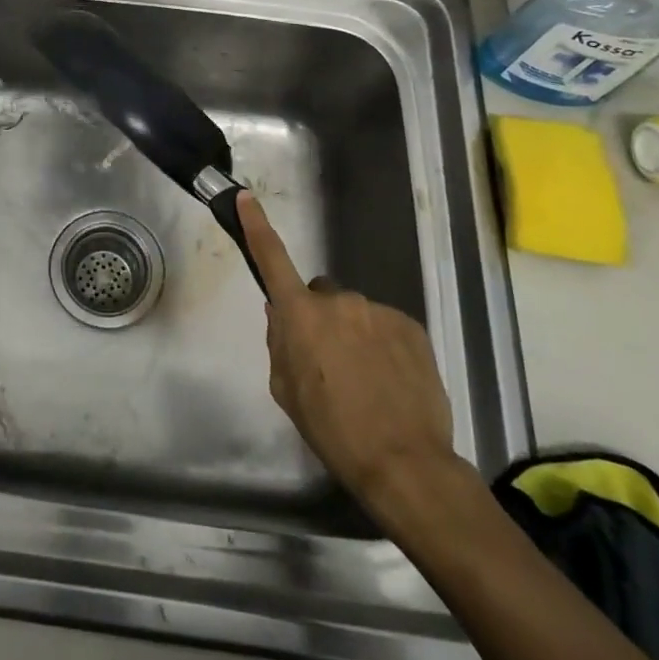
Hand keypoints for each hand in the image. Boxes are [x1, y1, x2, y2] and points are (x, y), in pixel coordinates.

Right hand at [241, 193, 459, 518]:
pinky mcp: (411, 325)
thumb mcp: (286, 390)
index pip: (272, 259)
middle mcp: (338, 301)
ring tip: (366, 380)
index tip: (247, 197)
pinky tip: (390, 381)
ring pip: (354, 314)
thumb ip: (280, 344)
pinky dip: (383, 345)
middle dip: (318, 317)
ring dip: (353, 334)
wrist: (405, 462)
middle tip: (327, 361)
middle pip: (319, 296)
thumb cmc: (332, 429)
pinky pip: (385, 326)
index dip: (257, 226)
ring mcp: (377, 310)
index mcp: (300, 314)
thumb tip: (282, 317)